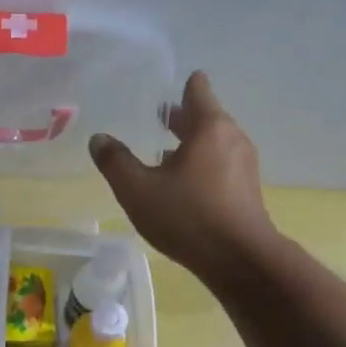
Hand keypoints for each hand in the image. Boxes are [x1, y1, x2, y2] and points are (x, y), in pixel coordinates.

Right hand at [90, 71, 276, 277]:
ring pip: (213, 143)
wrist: (239, 259)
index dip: (181, 87)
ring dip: (190, 144)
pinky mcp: (246, 190)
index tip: (162, 93)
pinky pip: (220, 165)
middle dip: (181, 118)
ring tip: (163, 154)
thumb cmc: (187, 217)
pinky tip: (182, 186)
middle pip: (206, 116)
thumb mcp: (138, 190)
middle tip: (155, 120)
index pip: (198, 89)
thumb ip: (115, 163)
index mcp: (209, 127)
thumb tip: (98, 139)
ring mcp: (244, 165)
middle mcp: (232, 138)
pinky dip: (201, 165)